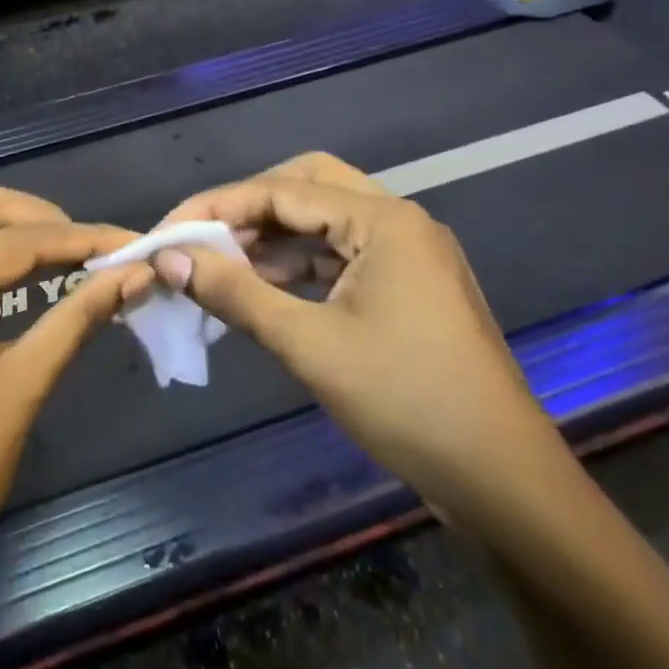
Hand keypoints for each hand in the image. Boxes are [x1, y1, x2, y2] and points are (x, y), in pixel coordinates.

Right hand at [152, 153, 560, 514]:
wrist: (503, 483)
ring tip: (220, 265)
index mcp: (383, 220)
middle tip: (200, 239)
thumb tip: (169, 258)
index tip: (165, 233)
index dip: (215, 207)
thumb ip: (235, 293)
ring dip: (272, 236)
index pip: (281, 191)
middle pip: (306, 185)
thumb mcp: (309, 345)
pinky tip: (262, 287)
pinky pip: (340, 252)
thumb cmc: (407, 403)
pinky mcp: (408, 283)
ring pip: (324, 219)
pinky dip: (298, 263)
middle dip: (248, 208)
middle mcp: (398, 220)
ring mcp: (407, 252)